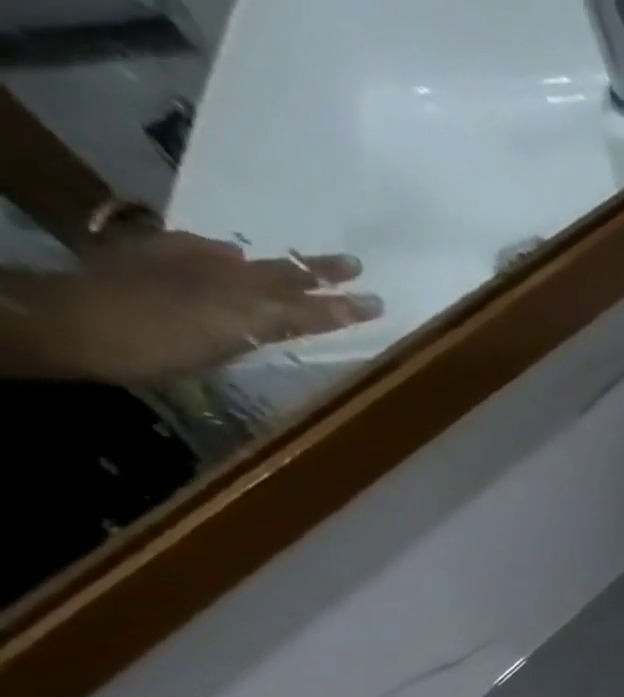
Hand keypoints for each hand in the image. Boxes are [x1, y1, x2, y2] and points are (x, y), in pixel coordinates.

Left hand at [23, 232, 382, 382]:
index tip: (377, 301)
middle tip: (351, 266)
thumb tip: (330, 301)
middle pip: (280, 273)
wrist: (71, 321)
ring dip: (277, 267)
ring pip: (246, 264)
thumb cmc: (160, 340)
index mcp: (246, 293)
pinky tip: (225, 256)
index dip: (343, 303)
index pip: (309, 300)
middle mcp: (222, 272)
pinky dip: (223, 256)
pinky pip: (201, 254)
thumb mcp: (233, 333)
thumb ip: (285, 317)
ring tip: (297, 265)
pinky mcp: (151, 263)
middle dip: (317, 272)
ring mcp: (184, 265)